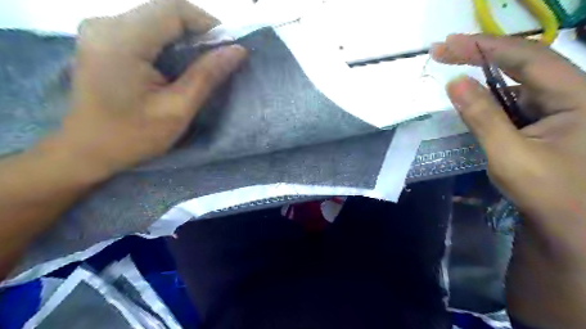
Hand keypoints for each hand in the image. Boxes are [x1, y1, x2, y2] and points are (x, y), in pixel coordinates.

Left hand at [45, 0, 245, 180]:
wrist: (87, 149)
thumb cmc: (134, 136)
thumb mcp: (177, 109)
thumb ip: (206, 76)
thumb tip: (237, 51)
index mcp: (122, 41)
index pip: (173, 10)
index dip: (207, 23)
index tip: (228, 47)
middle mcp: (105, 24)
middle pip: (164, 10)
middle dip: (198, 29)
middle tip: (219, 57)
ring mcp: (100, 29)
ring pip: (156, 17)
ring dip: (185, 35)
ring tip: (202, 62)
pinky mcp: (103, 38)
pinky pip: (144, 27)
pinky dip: (169, 40)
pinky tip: (178, 62)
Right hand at [429, 35, 585, 327]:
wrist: (572, 225)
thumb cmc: (547, 193)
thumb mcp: (509, 155)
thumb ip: (482, 116)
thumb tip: (454, 83)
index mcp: (578, 96)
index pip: (526, 57)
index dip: (484, 47)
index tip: (447, 45)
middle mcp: (572, 93)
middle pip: (522, 61)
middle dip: (480, 53)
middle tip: (442, 50)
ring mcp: (559, 105)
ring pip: (516, 80)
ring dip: (482, 74)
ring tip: (451, 66)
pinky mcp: (545, 118)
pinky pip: (514, 99)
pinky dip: (488, 95)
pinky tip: (471, 96)